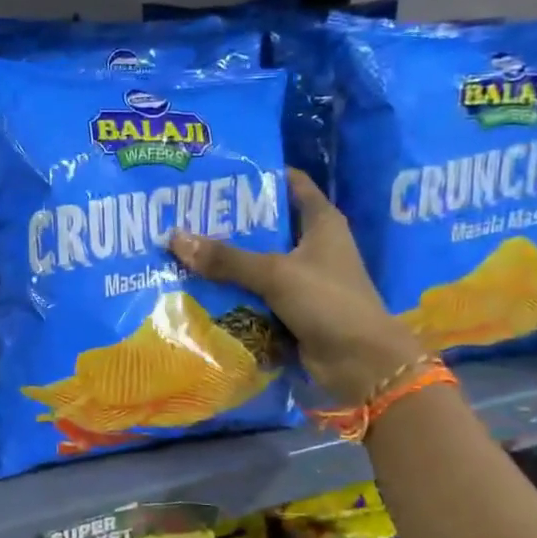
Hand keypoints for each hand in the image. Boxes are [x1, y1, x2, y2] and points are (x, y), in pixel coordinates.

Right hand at [169, 168, 425, 404]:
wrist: (361, 363)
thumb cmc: (328, 302)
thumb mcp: (275, 273)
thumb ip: (227, 258)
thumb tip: (175, 238)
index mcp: (321, 222)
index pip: (291, 184)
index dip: (259, 175)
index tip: (219, 174)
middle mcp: (313, 246)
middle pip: (267, 226)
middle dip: (230, 223)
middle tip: (187, 215)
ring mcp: (303, 280)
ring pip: (258, 264)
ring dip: (227, 262)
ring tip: (184, 250)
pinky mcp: (292, 310)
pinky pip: (256, 296)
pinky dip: (233, 294)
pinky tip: (198, 289)